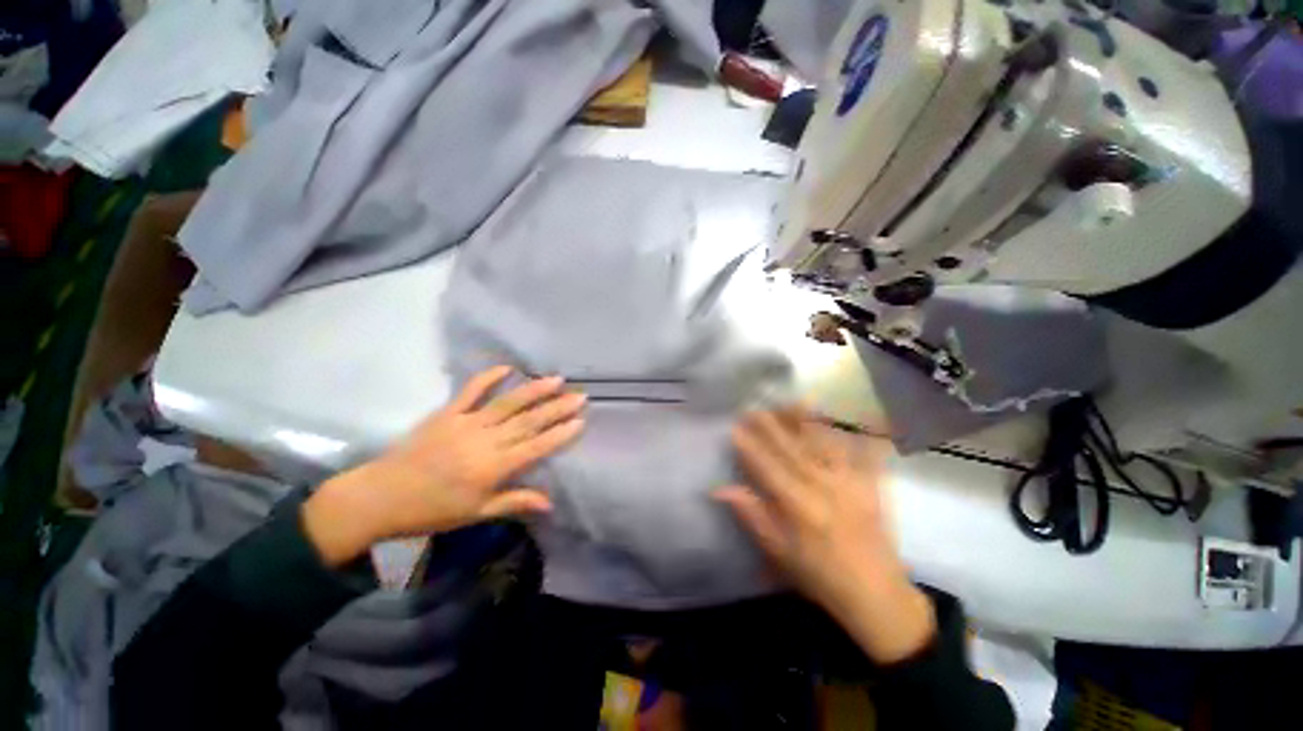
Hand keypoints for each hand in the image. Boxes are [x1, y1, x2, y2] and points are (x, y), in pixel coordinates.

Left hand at [303, 366, 585, 565]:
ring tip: (557, 379)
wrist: (380, 497)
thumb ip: (514, 502)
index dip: (560, 434)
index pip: (536, 446)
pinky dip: (488, 377)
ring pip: (508, 403)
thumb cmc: (432, 511)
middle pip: (528, 421)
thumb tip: (550, 503)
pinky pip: (470, 391)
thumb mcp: (476, 513)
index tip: (580, 421)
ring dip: (534, 390)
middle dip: (557, 408)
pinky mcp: (447, 413)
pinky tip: (507, 368)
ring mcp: (466, 423)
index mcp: (493, 467)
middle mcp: (485, 440)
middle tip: (580, 396)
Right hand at [717, 408, 935, 663]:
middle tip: (754, 406)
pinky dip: (856, 434)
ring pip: (822, 444)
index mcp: (798, 505)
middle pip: (791, 448)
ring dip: (806, 421)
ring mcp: (850, 483)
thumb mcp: (778, 551)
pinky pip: (863, 454)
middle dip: (771, 426)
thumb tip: (721, 489)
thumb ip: (751, 515)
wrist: (876, 594)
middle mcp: (823, 486)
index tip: (734, 427)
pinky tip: (853, 418)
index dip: (749, 446)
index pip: (767, 466)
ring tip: (792, 400)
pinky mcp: (871, 486)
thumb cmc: (819, 574)